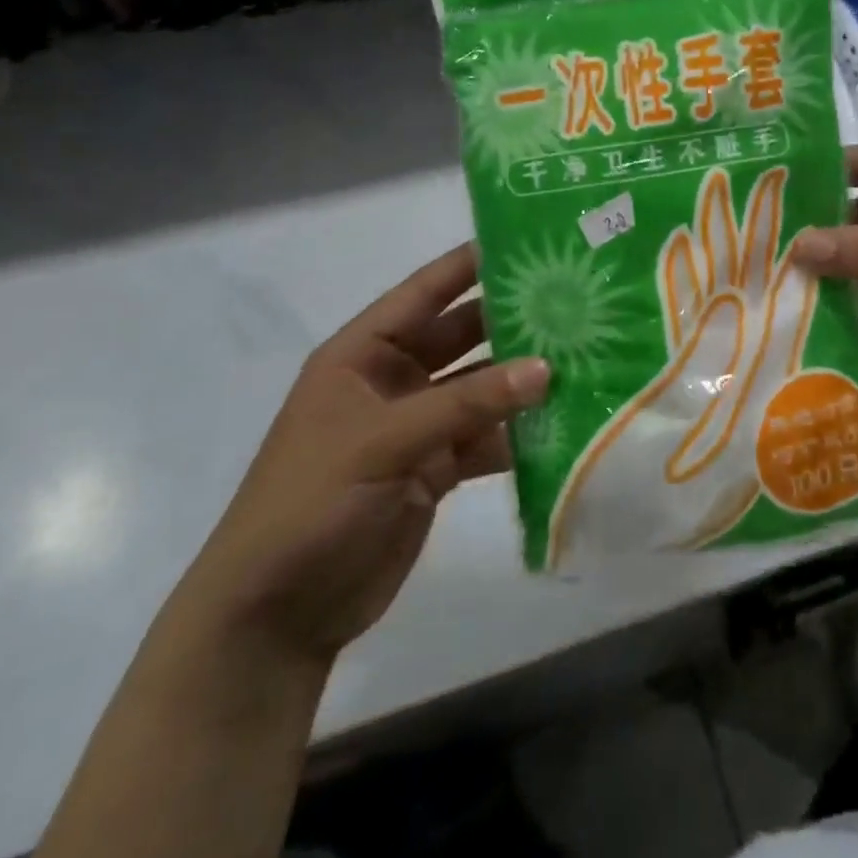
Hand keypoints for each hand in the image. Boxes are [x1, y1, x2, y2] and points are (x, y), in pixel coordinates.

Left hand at [168, 244, 549, 666]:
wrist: (275, 618)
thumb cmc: (310, 505)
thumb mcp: (383, 442)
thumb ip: (466, 404)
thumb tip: (546, 368)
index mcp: (362, 354)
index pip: (424, 293)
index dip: (470, 264)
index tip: (526, 239)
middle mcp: (392, 380)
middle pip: (461, 337)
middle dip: (511, 320)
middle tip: (573, 300)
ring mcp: (416, 426)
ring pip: (480, 388)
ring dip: (522, 380)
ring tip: (583, 357)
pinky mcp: (434, 470)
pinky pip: (484, 438)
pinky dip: (518, 434)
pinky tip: (562, 425)